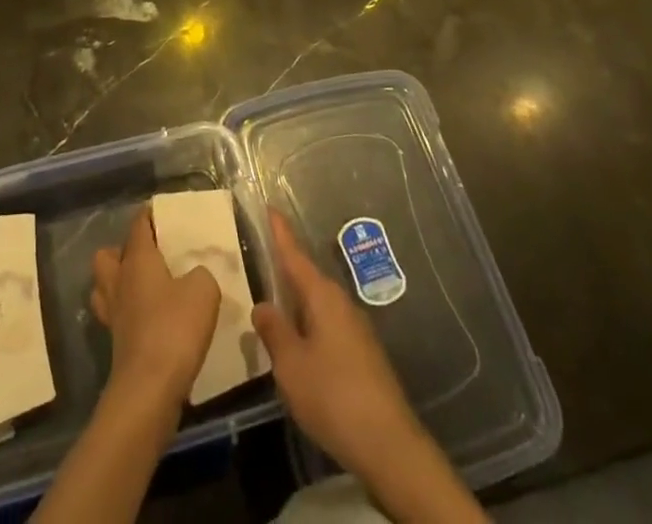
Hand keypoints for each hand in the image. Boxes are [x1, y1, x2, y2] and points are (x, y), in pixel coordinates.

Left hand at [90, 204, 221, 416]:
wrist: (149, 390)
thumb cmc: (175, 328)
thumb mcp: (203, 290)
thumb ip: (201, 273)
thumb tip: (193, 276)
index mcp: (137, 259)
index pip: (138, 225)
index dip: (149, 215)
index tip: (162, 212)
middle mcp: (119, 281)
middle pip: (108, 256)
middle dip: (123, 251)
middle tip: (150, 256)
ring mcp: (113, 314)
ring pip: (105, 286)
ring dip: (120, 283)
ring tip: (146, 287)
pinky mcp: (116, 344)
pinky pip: (117, 316)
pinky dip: (128, 314)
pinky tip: (150, 320)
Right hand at [250, 210, 426, 481]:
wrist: (389, 445)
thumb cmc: (333, 395)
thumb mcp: (291, 364)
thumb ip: (274, 331)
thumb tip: (263, 305)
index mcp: (322, 296)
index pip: (295, 255)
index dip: (281, 232)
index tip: (270, 207)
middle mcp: (341, 303)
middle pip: (307, 279)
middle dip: (285, 270)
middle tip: (261, 260)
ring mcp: (356, 329)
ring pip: (318, 305)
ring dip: (297, 303)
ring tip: (273, 305)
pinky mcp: (363, 354)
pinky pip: (327, 326)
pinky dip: (309, 325)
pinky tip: (298, 344)